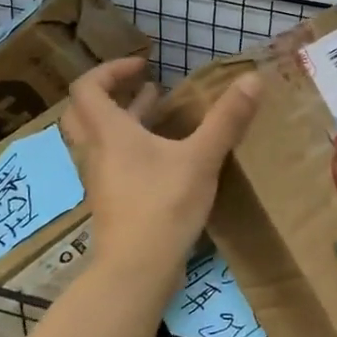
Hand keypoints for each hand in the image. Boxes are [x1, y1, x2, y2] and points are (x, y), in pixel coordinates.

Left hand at [61, 59, 261, 274]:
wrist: (136, 271)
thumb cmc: (163, 206)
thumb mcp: (201, 159)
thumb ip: (226, 119)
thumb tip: (253, 78)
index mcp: (108, 132)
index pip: (87, 87)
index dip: (111, 70)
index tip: (143, 65)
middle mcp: (96, 151)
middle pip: (83, 111)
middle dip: (110, 92)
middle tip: (140, 85)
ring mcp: (100, 179)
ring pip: (98, 137)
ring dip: (123, 118)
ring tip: (157, 108)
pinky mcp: (111, 200)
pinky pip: (111, 160)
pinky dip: (130, 145)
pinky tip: (163, 154)